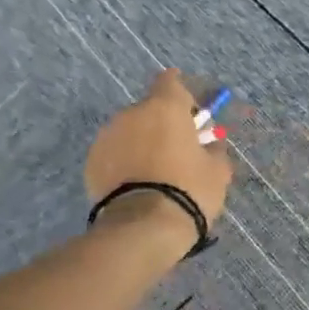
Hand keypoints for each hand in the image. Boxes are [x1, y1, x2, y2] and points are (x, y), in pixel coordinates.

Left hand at [84, 70, 233, 246]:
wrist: (142, 228)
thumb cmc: (188, 191)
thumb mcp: (217, 171)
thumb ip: (214, 150)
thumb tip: (210, 145)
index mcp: (165, 107)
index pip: (170, 81)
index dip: (181, 94)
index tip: (190, 111)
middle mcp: (132, 114)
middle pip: (149, 110)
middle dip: (163, 124)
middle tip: (177, 150)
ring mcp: (107, 137)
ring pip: (129, 132)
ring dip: (142, 143)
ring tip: (155, 172)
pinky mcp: (91, 162)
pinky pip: (114, 154)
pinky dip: (125, 162)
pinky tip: (136, 185)